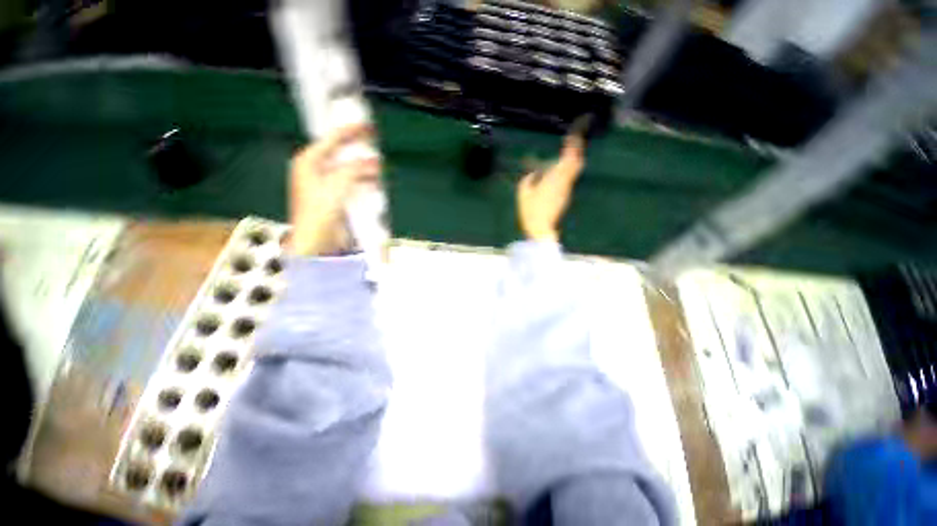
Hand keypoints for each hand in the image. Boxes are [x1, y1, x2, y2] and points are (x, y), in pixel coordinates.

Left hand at [289, 125, 379, 255]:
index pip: (331, 139)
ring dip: (364, 167)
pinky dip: (364, 181)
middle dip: (359, 150)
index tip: (367, 127)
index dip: (350, 131)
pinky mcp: (337, 198)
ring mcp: (327, 185)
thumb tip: (373, 162)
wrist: (317, 242)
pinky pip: (353, 183)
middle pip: (341, 154)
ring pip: (349, 169)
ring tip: (378, 165)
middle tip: (374, 146)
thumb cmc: (319, 212)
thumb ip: (355, 170)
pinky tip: (374, 182)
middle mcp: (316, 171)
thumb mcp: (337, 185)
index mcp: (308, 162)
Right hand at [517, 133, 584, 241]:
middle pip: (577, 163)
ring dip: (571, 161)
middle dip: (576, 151)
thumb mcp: (524, 192)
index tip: (572, 136)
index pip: (569, 158)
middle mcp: (565, 182)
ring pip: (574, 171)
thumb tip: (535, 173)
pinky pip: (568, 179)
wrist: (541, 228)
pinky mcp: (565, 197)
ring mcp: (566, 190)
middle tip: (572, 142)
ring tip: (564, 154)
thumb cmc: (531, 210)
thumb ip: (529, 178)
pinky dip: (565, 171)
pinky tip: (556, 172)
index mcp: (555, 178)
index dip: (573, 145)